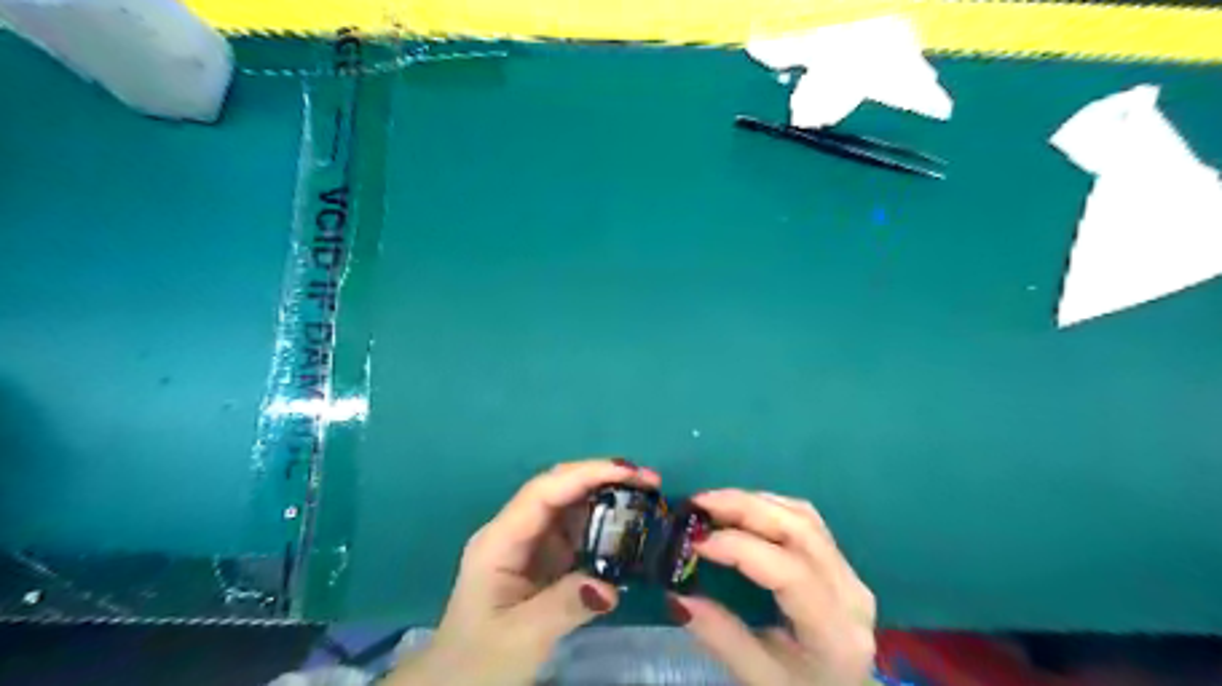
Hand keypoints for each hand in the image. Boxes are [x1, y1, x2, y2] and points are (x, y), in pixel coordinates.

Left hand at [389, 455, 657, 685]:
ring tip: (649, 499)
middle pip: (560, 489)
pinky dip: (605, 524)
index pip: (545, 491)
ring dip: (609, 498)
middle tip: (651, 482)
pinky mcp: (545, 558)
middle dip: (604, 478)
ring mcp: (531, 543)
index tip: (629, 471)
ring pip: (572, 506)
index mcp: (500, 540)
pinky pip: (578, 530)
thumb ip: (565, 606)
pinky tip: (630, 528)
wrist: (457, 685)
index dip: (586, 474)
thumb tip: (611, 586)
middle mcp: (516, 531)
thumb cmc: (480, 661)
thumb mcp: (522, 637)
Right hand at [667, 489, 879, 684]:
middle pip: (800, 529)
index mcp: (835, 631)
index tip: (696, 541)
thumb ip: (720, 636)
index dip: (740, 547)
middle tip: (698, 504)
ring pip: (804, 516)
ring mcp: (850, 573)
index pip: (789, 571)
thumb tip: (677, 594)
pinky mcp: (841, 563)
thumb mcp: (759, 679)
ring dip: (755, 502)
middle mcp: (851, 592)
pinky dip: (769, 508)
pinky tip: (741, 511)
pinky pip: (806, 520)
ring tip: (713, 505)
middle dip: (744, 507)